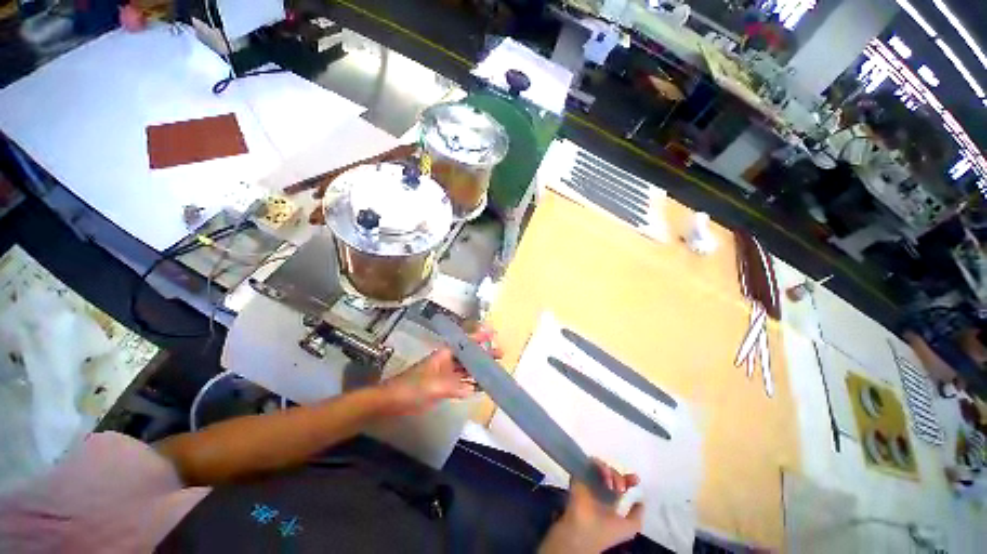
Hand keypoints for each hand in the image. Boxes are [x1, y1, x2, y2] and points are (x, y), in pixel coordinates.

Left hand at [380, 323, 501, 415]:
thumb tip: (472, 388)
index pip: (465, 342)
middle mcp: (447, 361)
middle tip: (500, 354)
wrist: (392, 400)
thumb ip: (454, 387)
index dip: (478, 338)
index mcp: (445, 354)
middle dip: (483, 354)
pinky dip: (470, 383)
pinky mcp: (443, 386)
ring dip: (478, 369)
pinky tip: (480, 386)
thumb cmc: (412, 387)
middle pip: (468, 356)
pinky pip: (461, 382)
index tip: (493, 335)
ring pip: (466, 369)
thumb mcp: (434, 386)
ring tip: (494, 371)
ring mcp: (445, 374)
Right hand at [540, 460, 642, 553]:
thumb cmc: (607, 531)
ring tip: (612, 485)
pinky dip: (600, 466)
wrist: (584, 531)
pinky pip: (591, 462)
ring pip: (603, 467)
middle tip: (621, 488)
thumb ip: (637, 515)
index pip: (621, 485)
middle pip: (613, 474)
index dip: (629, 480)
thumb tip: (641, 500)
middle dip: (620, 477)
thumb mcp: (630, 528)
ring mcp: (590, 481)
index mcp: (611, 501)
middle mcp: (601, 489)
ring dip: (611, 473)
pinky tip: (606, 479)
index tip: (635, 479)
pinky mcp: (580, 474)